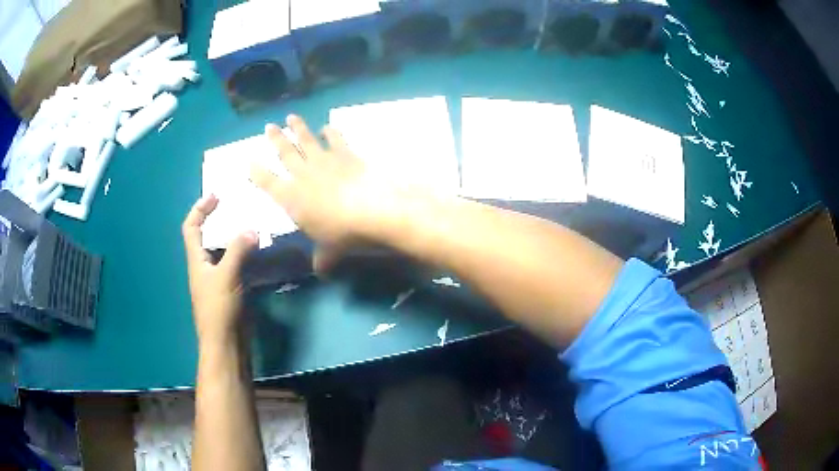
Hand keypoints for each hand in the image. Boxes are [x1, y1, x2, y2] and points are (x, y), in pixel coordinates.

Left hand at [182, 195, 257, 345]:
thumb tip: (252, 229)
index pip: (190, 228)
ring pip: (225, 251)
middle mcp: (205, 266)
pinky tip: (261, 251)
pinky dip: (247, 255)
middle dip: (219, 219)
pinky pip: (238, 265)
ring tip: (254, 224)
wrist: (226, 344)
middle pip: (207, 236)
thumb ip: (237, 251)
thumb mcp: (226, 276)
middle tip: (239, 207)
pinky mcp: (232, 289)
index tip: (215, 196)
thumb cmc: (218, 309)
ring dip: (236, 237)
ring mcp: (219, 279)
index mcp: (196, 260)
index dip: (199, 209)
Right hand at [250, 115, 416, 272]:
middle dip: (275, 140)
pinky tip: (327, 127)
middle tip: (268, 126)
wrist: (373, 211)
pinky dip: (330, 132)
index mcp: (292, 198)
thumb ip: (322, 260)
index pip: (268, 183)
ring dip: (298, 128)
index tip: (249, 161)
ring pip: (306, 141)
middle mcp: (303, 176)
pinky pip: (335, 140)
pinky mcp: (346, 155)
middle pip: (285, 154)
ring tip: (290, 117)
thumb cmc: (344, 235)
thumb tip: (321, 272)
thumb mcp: (330, 253)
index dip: (257, 173)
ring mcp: (325, 162)